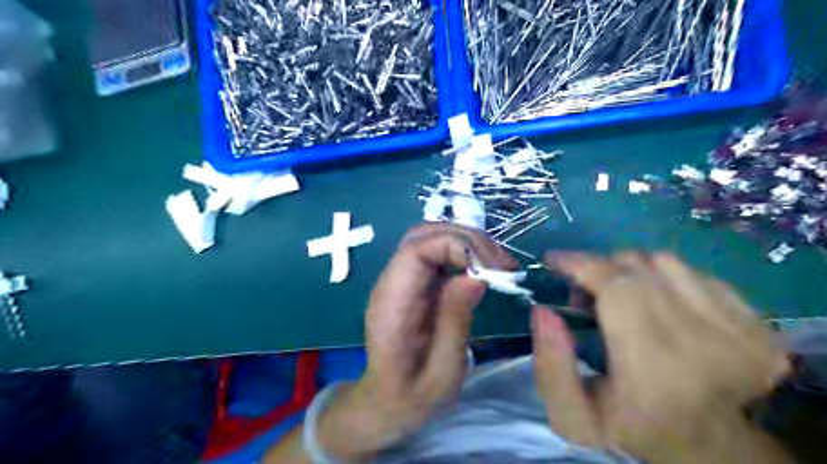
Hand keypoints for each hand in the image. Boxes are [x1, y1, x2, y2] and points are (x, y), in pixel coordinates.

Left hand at [317, 224, 514, 460]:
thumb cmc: (412, 396)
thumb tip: (477, 276)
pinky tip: (483, 270)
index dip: (457, 246)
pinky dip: (463, 253)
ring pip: (430, 237)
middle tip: (502, 265)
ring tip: (498, 266)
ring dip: (467, 243)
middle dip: (467, 239)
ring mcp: (399, 280)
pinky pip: (435, 253)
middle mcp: (391, 282)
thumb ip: (455, 320)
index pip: (417, 249)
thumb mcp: (442, 370)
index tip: (492, 269)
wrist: (385, 403)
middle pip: (423, 234)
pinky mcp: (412, 283)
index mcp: (392, 303)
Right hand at [533, 254, 789, 463]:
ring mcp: (739, 331)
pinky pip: (695, 272)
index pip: (617, 287)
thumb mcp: (573, 417)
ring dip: (630, 270)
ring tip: (620, 295)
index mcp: (654, 368)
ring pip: (665, 262)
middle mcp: (704, 343)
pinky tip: (657, 302)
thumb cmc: (633, 428)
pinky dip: (664, 277)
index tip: (554, 260)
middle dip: (599, 268)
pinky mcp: (756, 324)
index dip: (582, 264)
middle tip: (584, 289)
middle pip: (638, 268)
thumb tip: (543, 309)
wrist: (709, 447)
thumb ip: (550, 366)